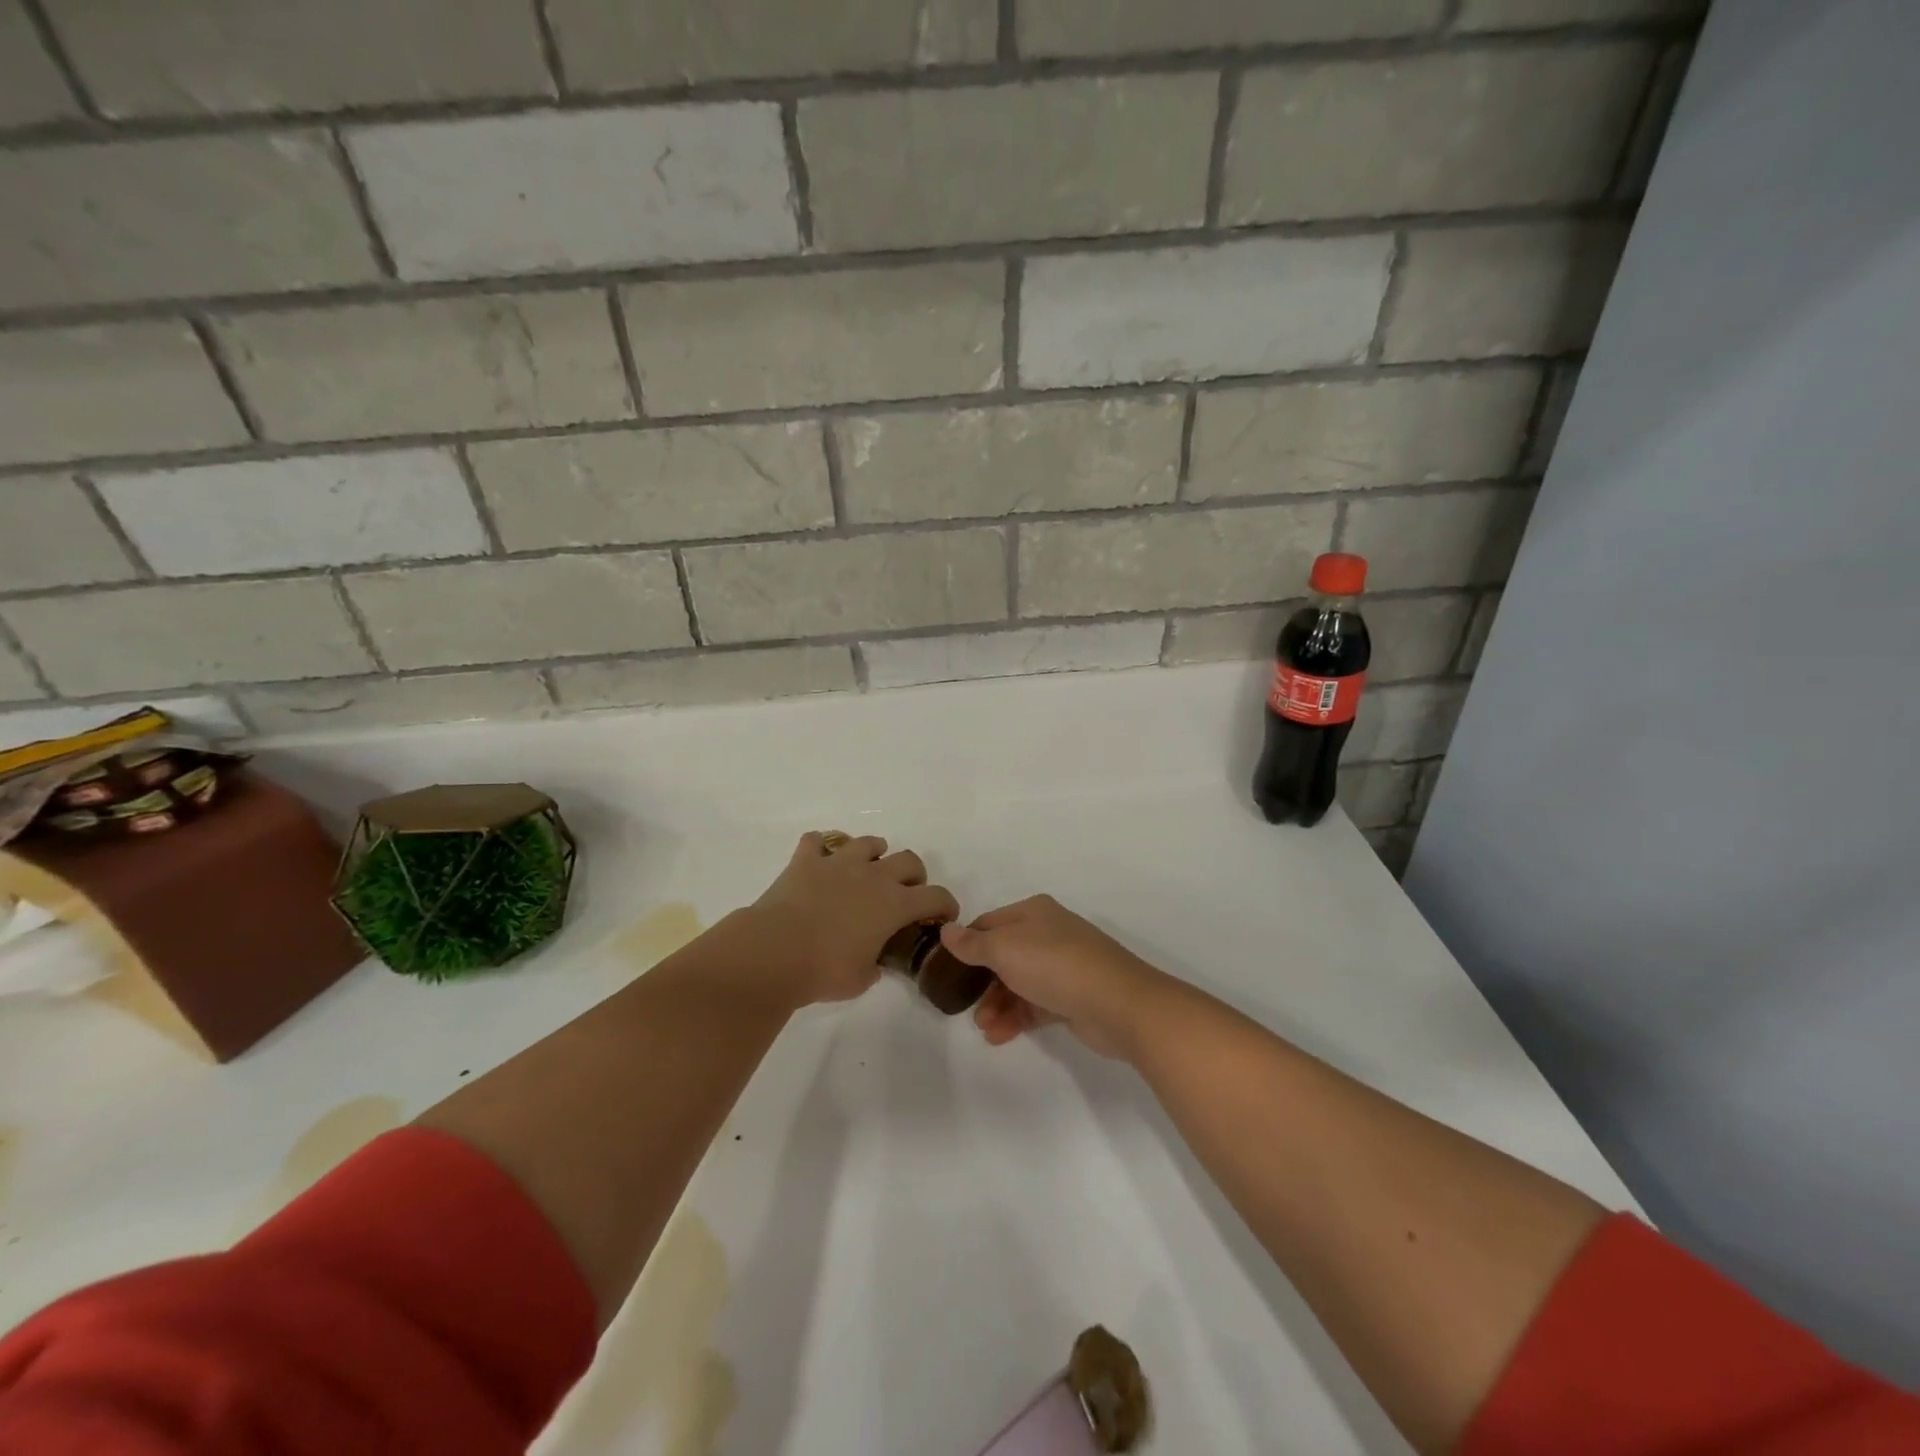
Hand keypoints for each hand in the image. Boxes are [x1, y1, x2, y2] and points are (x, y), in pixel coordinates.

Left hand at [743, 832, 958, 1006]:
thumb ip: (875, 966)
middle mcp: (873, 876)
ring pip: (868, 842)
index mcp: (894, 904)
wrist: (774, 951)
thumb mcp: (861, 979)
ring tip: (866, 870)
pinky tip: (819, 861)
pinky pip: (817, 841)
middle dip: (914, 875)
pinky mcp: (806, 860)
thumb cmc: (824, 971)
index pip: (936, 896)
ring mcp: (839, 863)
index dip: (946, 905)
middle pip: (909, 860)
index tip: (944, 916)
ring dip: (873, 854)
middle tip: (905, 893)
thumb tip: (873, 962)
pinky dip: (821, 848)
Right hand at [938, 895, 1169, 1060]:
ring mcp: (1063, 965)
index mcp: (1033, 912)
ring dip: (997, 1004)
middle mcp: (1048, 933)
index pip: (988, 924)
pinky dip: (1017, 1017)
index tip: (945, 970)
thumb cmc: (1054, 965)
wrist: (1118, 1003)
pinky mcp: (1073, 996)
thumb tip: (947, 931)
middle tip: (967, 1007)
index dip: (966, 945)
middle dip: (982, 982)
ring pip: (1019, 982)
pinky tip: (1000, 1036)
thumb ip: (973, 944)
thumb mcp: (1004, 949)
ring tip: (986, 1028)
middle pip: (1003, 955)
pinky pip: (1035, 1004)